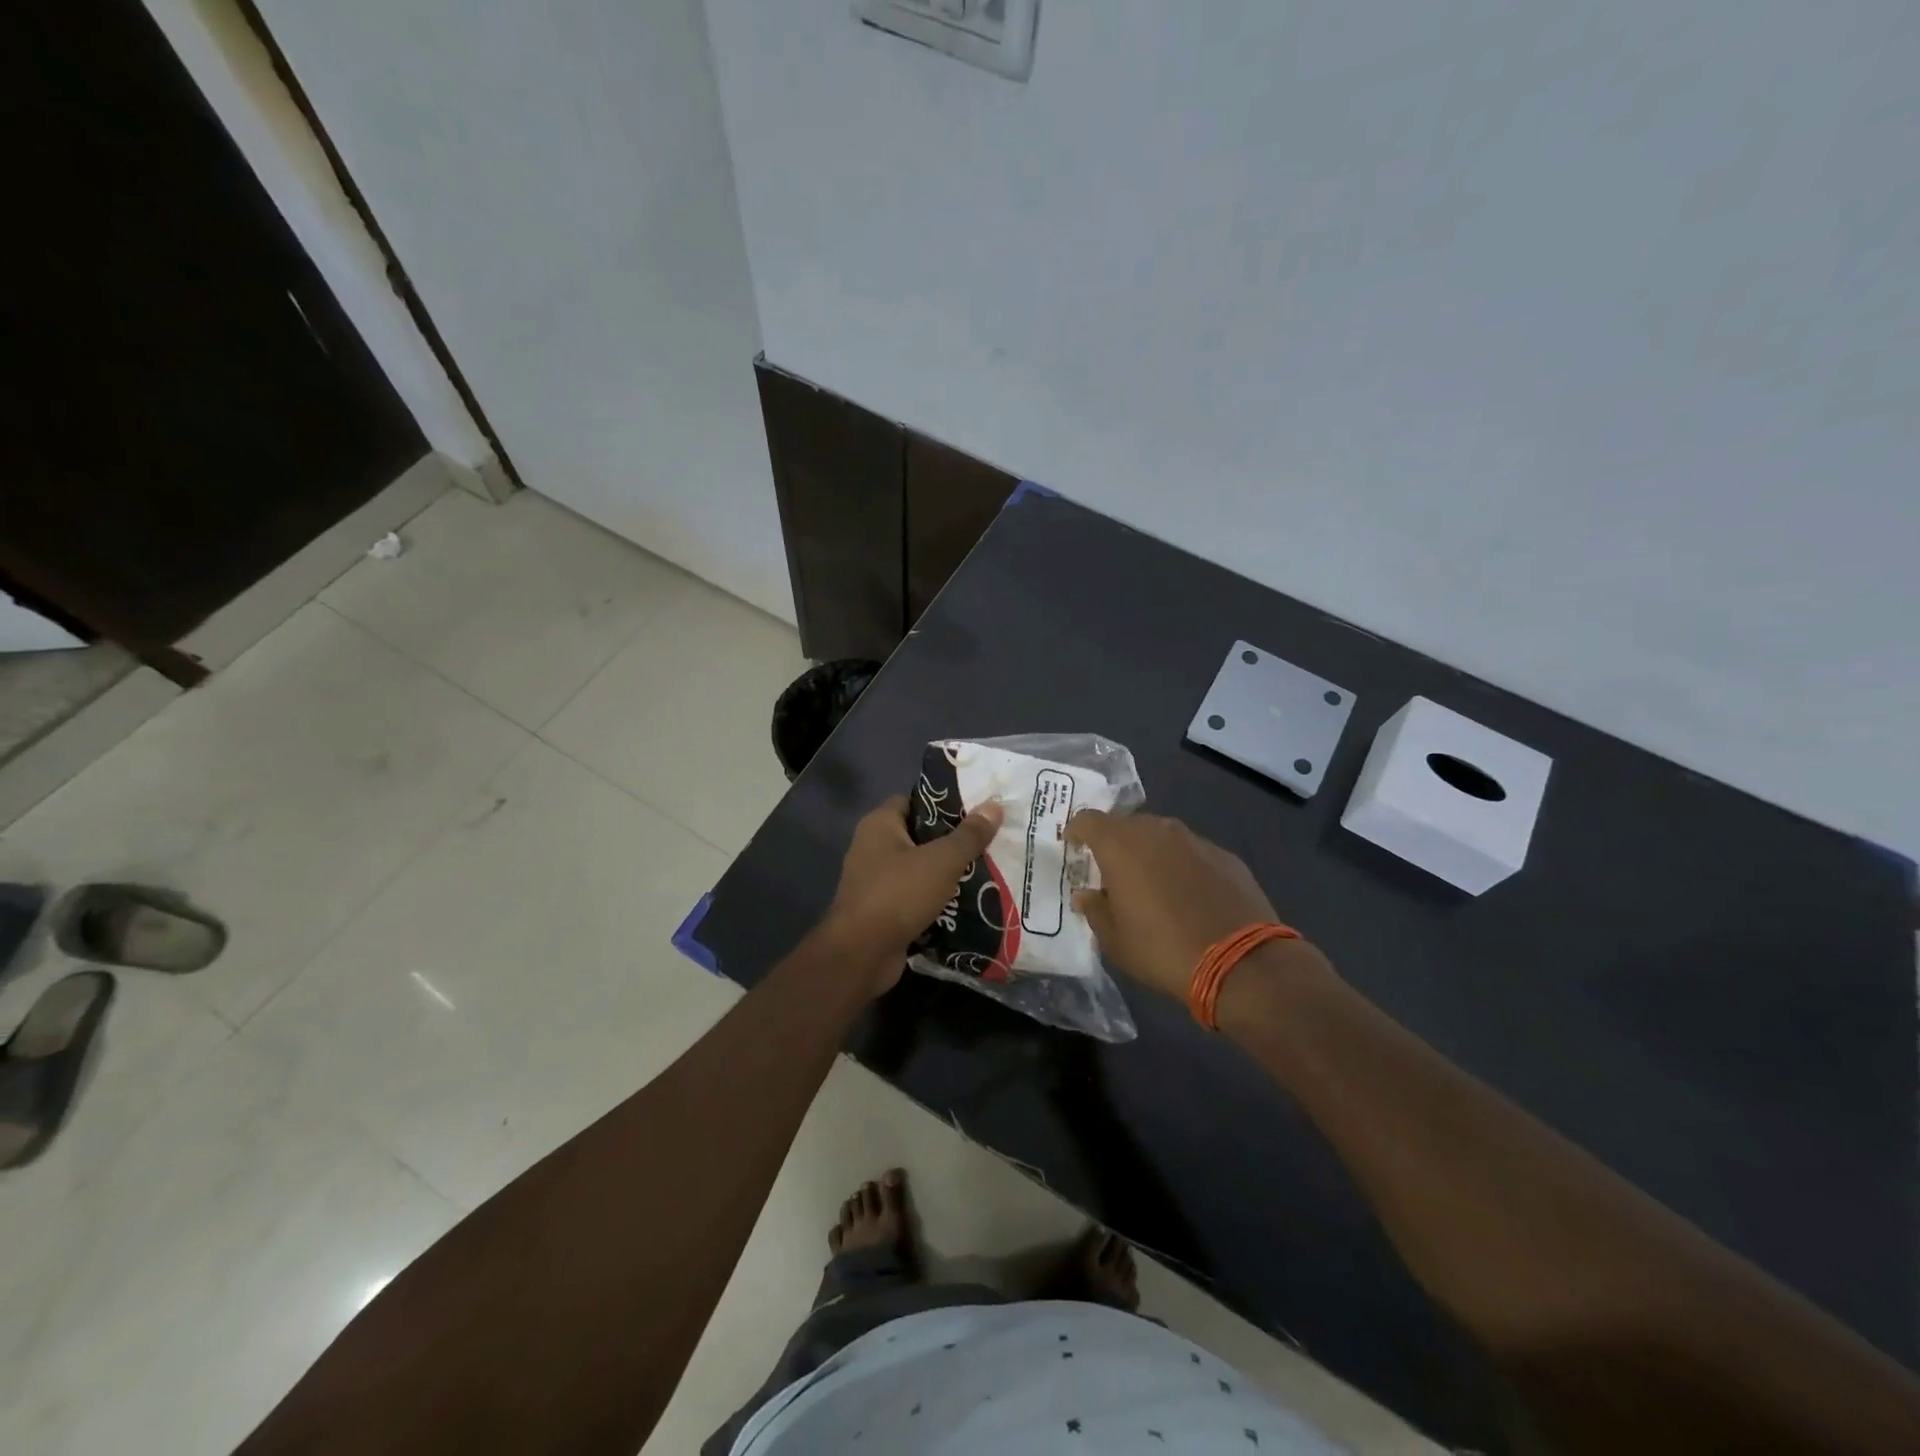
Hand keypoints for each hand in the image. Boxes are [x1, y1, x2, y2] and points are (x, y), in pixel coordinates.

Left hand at [822, 795, 1004, 992]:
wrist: (862, 955)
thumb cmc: (899, 894)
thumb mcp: (942, 861)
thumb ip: (969, 835)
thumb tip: (995, 805)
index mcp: (879, 825)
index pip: (914, 801)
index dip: (944, 803)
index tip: (976, 810)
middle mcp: (872, 847)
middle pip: (919, 835)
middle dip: (952, 841)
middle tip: (988, 842)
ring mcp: (874, 881)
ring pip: (919, 869)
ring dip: (946, 873)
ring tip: (986, 871)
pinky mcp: (881, 910)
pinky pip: (914, 896)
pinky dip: (936, 899)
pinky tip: (967, 903)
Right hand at [1067, 810, 1318, 1001]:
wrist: (1240, 961)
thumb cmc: (1162, 949)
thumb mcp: (1114, 940)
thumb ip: (1095, 910)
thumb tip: (1088, 895)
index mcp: (1120, 845)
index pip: (1087, 819)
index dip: (1077, 831)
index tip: (1074, 848)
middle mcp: (1156, 831)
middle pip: (1126, 825)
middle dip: (1115, 843)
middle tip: (1113, 873)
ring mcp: (1194, 840)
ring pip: (1161, 836)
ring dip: (1150, 853)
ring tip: (1152, 884)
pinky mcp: (1225, 855)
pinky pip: (1191, 852)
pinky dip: (1182, 866)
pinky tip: (1189, 896)